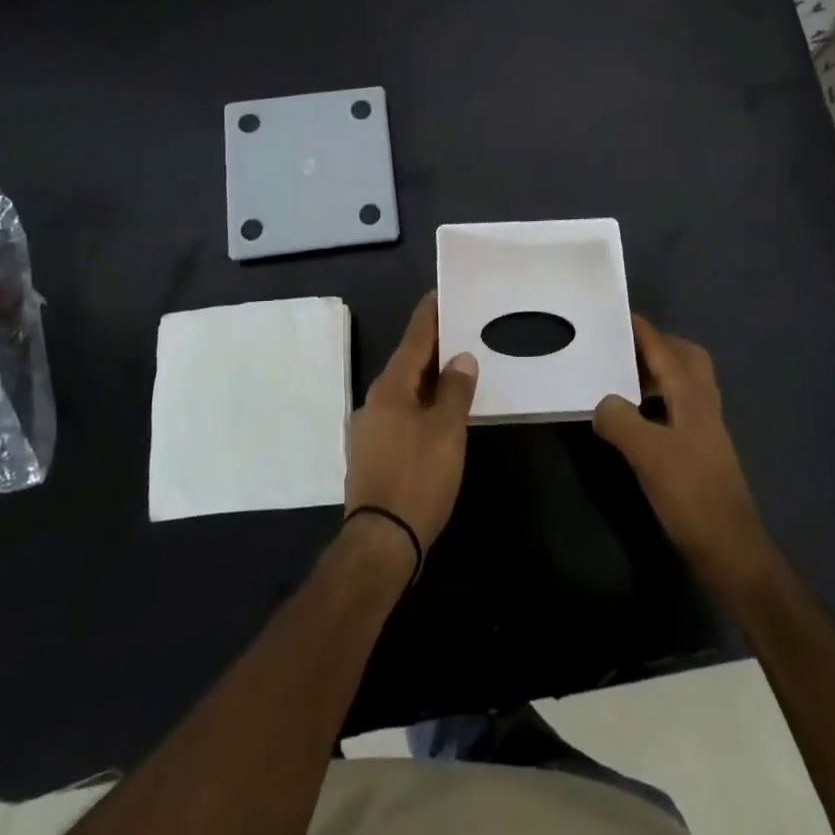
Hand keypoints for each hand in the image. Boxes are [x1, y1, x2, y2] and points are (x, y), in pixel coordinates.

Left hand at [345, 294, 477, 555]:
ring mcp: (371, 428)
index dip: (430, 315)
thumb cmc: (417, 478)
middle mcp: (376, 400)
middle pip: (408, 362)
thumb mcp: (446, 431)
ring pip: (406, 389)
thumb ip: (455, 390)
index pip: (414, 338)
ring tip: (458, 365)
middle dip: (434, 345)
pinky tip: (441, 409)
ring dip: (430, 375)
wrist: (381, 541)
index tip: (442, 293)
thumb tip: (461, 358)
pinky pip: (403, 412)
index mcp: (391, 387)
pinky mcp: (375, 452)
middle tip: (462, 327)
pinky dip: (423, 401)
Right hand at [594, 315, 777, 594]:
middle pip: (686, 358)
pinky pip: (677, 408)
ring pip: (683, 384)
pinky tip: (635, 419)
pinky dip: (657, 401)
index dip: (643, 330)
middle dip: (658, 346)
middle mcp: (702, 404)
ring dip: (657, 373)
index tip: (620, 312)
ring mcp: (704, 428)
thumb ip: (619, 419)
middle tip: (624, 346)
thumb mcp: (647, 453)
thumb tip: (601, 402)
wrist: (729, 547)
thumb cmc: (691, 493)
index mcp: (692, 395)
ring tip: (622, 378)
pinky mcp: (700, 451)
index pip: (665, 349)